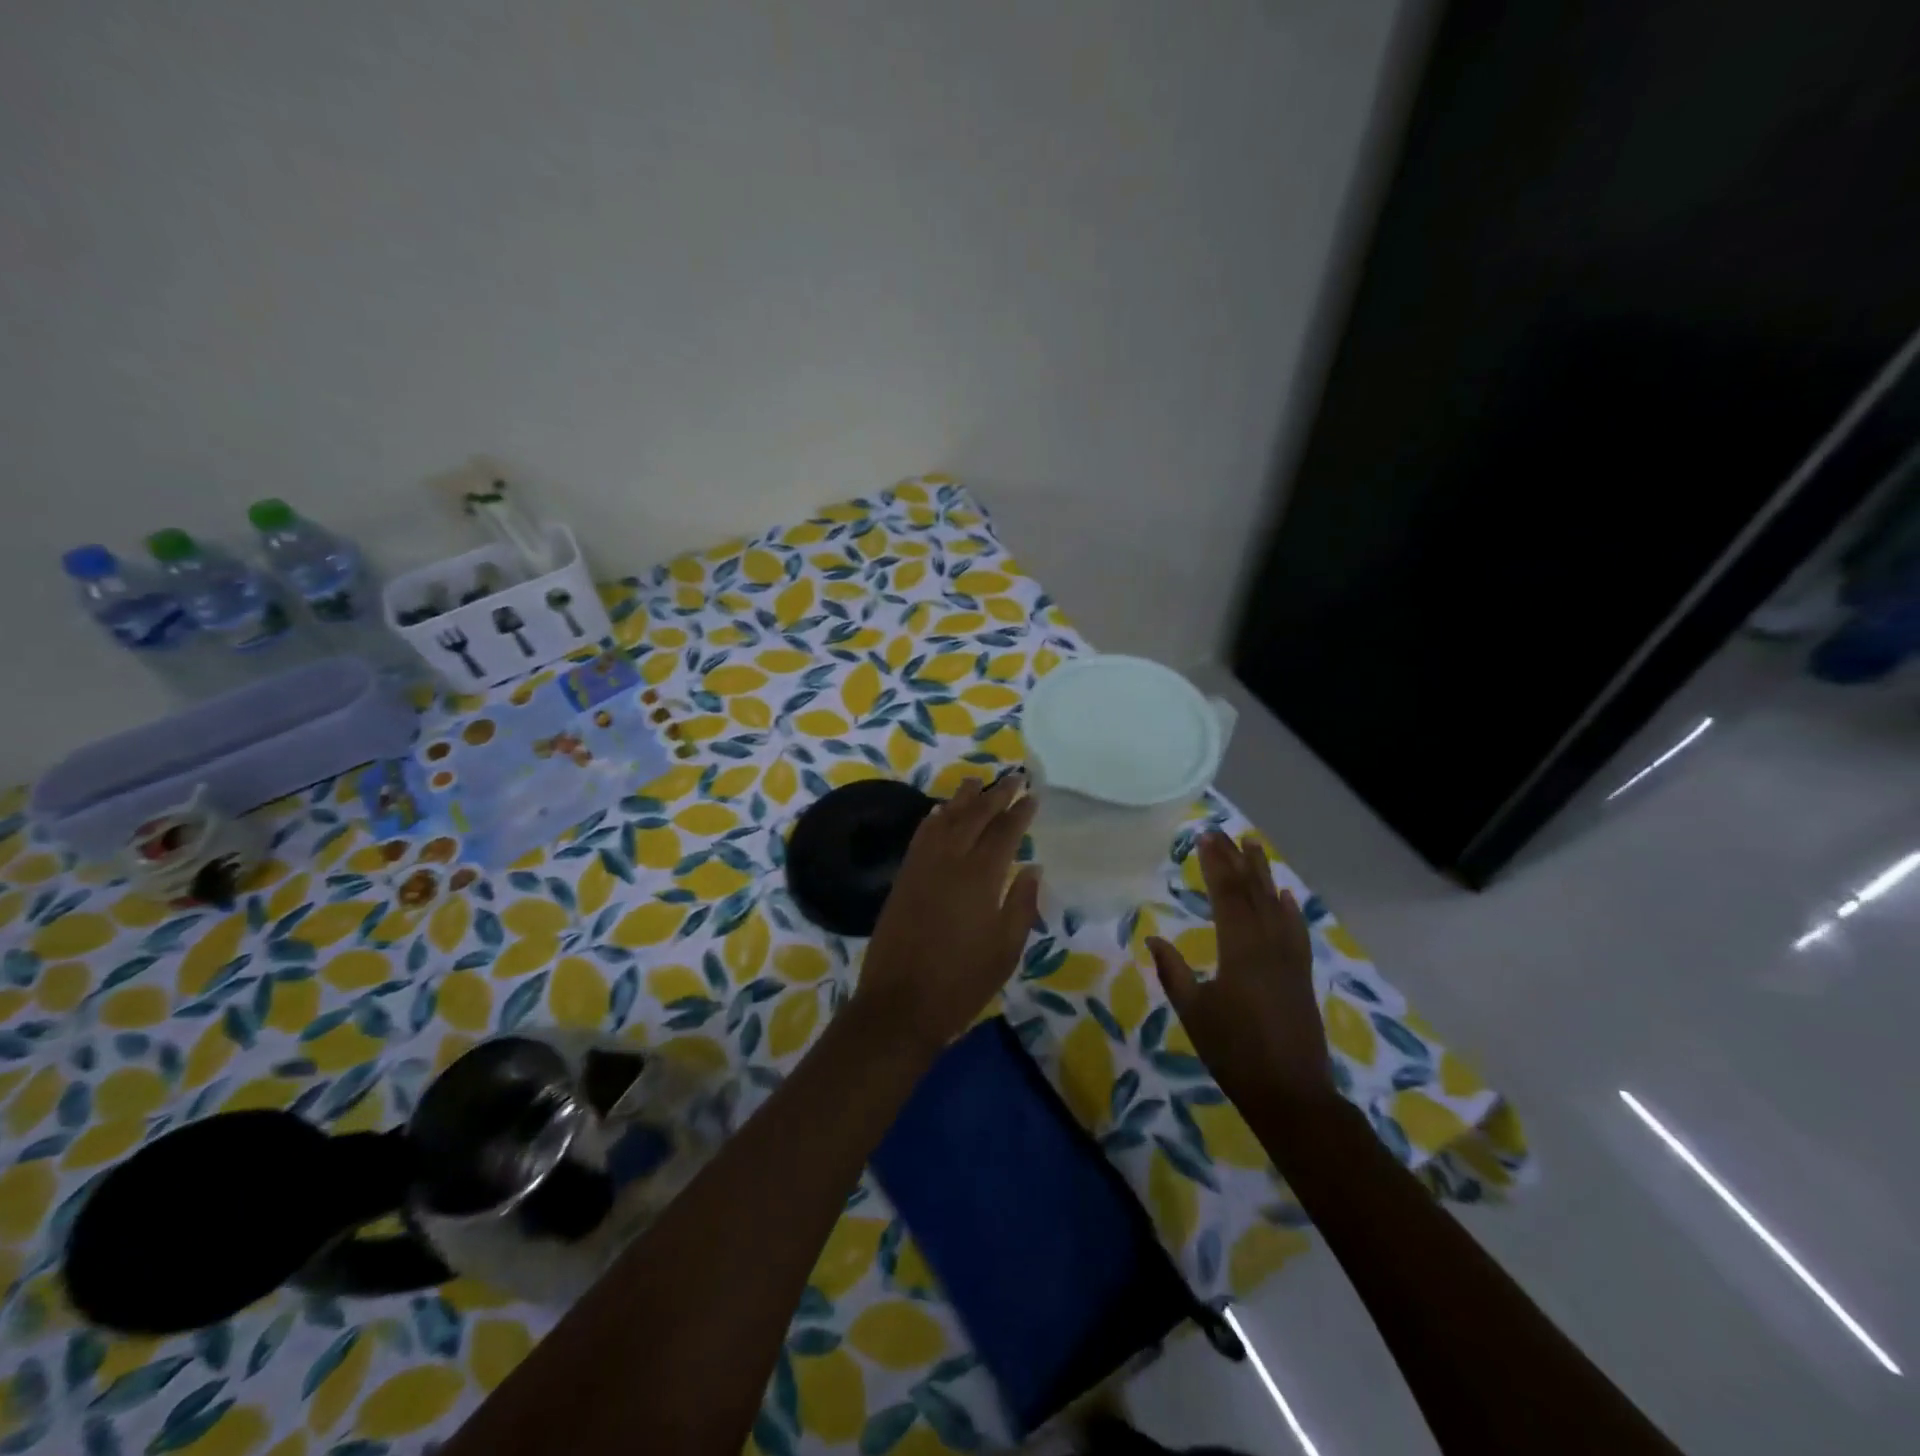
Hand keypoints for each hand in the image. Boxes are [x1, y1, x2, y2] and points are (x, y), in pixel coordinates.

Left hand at [855, 773, 1041, 1052]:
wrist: (900, 1005)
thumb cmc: (962, 982)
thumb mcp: (1006, 949)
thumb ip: (1021, 904)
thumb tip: (1033, 868)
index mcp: (981, 876)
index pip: (1004, 832)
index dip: (1020, 812)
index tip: (1032, 795)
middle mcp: (950, 861)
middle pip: (975, 817)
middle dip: (995, 795)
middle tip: (1013, 776)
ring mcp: (922, 867)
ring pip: (945, 820)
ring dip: (962, 799)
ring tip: (976, 782)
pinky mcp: (903, 878)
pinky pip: (920, 837)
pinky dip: (932, 820)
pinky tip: (939, 811)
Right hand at [1146, 831, 1333, 1108]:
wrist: (1291, 1093)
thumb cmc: (1234, 1052)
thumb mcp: (1194, 1012)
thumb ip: (1173, 972)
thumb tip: (1154, 937)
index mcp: (1240, 950)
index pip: (1227, 895)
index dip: (1216, 864)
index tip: (1205, 837)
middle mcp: (1269, 944)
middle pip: (1252, 892)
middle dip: (1236, 860)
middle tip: (1222, 832)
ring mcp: (1290, 958)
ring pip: (1276, 905)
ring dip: (1264, 874)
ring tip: (1253, 846)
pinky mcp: (1301, 973)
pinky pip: (1296, 930)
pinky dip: (1289, 909)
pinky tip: (1285, 895)